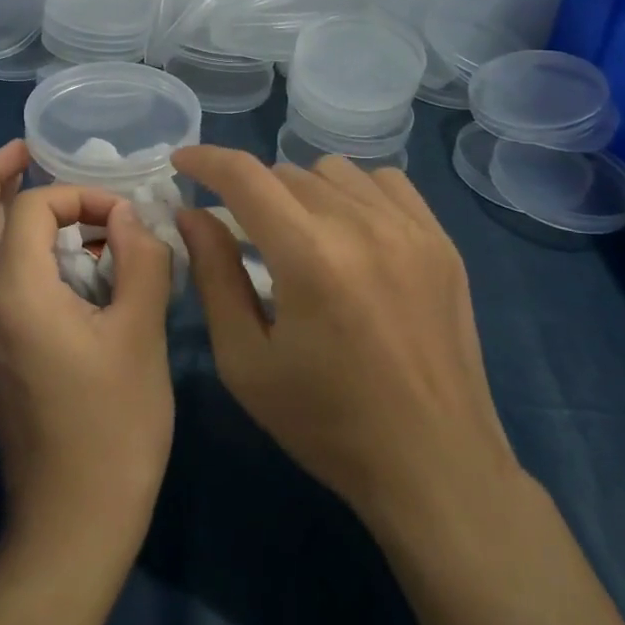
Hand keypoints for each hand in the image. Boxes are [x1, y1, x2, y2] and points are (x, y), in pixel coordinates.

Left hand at [0, 140, 175, 563]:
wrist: (73, 520)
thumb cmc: (114, 428)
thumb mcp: (142, 335)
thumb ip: (140, 261)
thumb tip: (127, 219)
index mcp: (15, 294)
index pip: (29, 209)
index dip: (77, 196)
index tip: (121, 218)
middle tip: (28, 152)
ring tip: (42, 192)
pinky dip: (7, 245)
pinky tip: (56, 254)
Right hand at [173, 148, 520, 536]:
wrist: (436, 465)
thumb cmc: (327, 424)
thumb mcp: (246, 362)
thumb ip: (214, 276)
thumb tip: (192, 214)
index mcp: (309, 257)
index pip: (245, 176)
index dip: (206, 159)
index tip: (182, 162)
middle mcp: (362, 225)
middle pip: (285, 173)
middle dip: (251, 194)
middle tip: (243, 235)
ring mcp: (410, 229)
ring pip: (333, 171)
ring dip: (301, 192)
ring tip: (299, 236)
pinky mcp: (441, 241)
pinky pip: (385, 182)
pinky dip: (353, 193)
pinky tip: (350, 232)